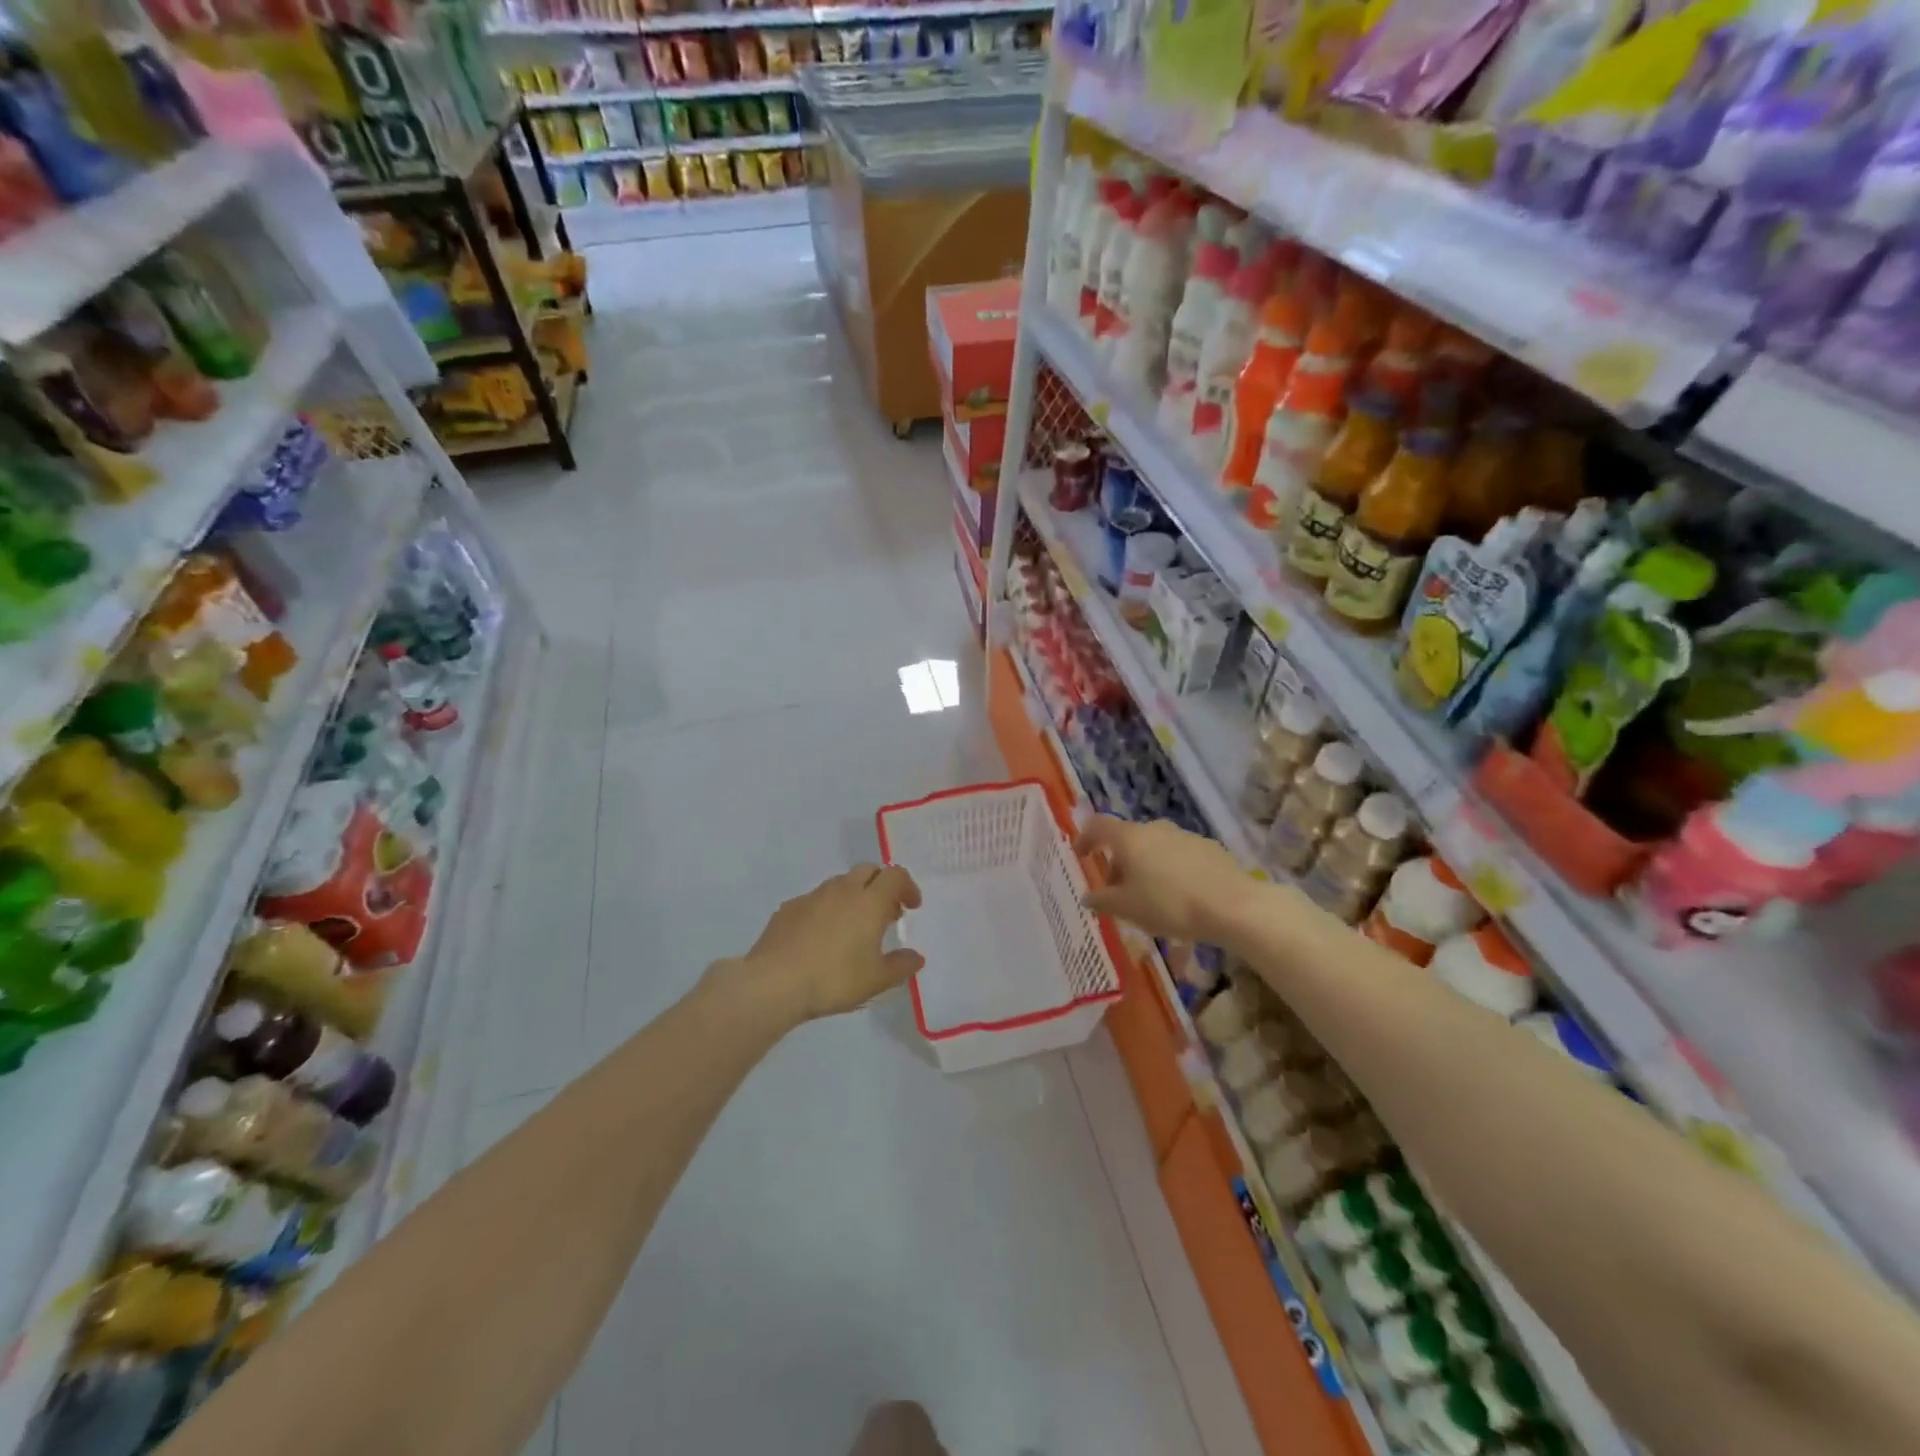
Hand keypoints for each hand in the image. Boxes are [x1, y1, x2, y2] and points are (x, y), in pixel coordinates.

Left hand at [735, 864, 924, 1022]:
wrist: (774, 983)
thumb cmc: (833, 979)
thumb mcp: (876, 980)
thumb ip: (901, 966)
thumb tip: (916, 957)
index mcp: (869, 901)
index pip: (895, 875)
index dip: (907, 886)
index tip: (911, 906)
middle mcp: (843, 890)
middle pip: (868, 870)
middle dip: (881, 884)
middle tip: (885, 912)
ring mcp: (813, 896)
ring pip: (841, 883)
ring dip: (854, 895)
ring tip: (854, 925)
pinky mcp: (789, 908)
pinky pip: (816, 899)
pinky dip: (827, 909)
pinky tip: (821, 936)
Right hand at [1075, 816, 1250, 942]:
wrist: (1233, 906)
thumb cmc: (1169, 904)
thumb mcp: (1127, 908)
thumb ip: (1102, 901)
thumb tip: (1088, 897)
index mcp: (1130, 838)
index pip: (1098, 826)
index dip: (1085, 838)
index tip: (1081, 855)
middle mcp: (1155, 829)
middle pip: (1128, 840)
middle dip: (1118, 863)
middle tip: (1117, 892)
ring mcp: (1185, 836)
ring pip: (1154, 848)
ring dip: (1145, 868)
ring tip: (1149, 899)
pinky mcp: (1209, 849)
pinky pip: (1178, 856)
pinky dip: (1170, 871)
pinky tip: (1179, 897)